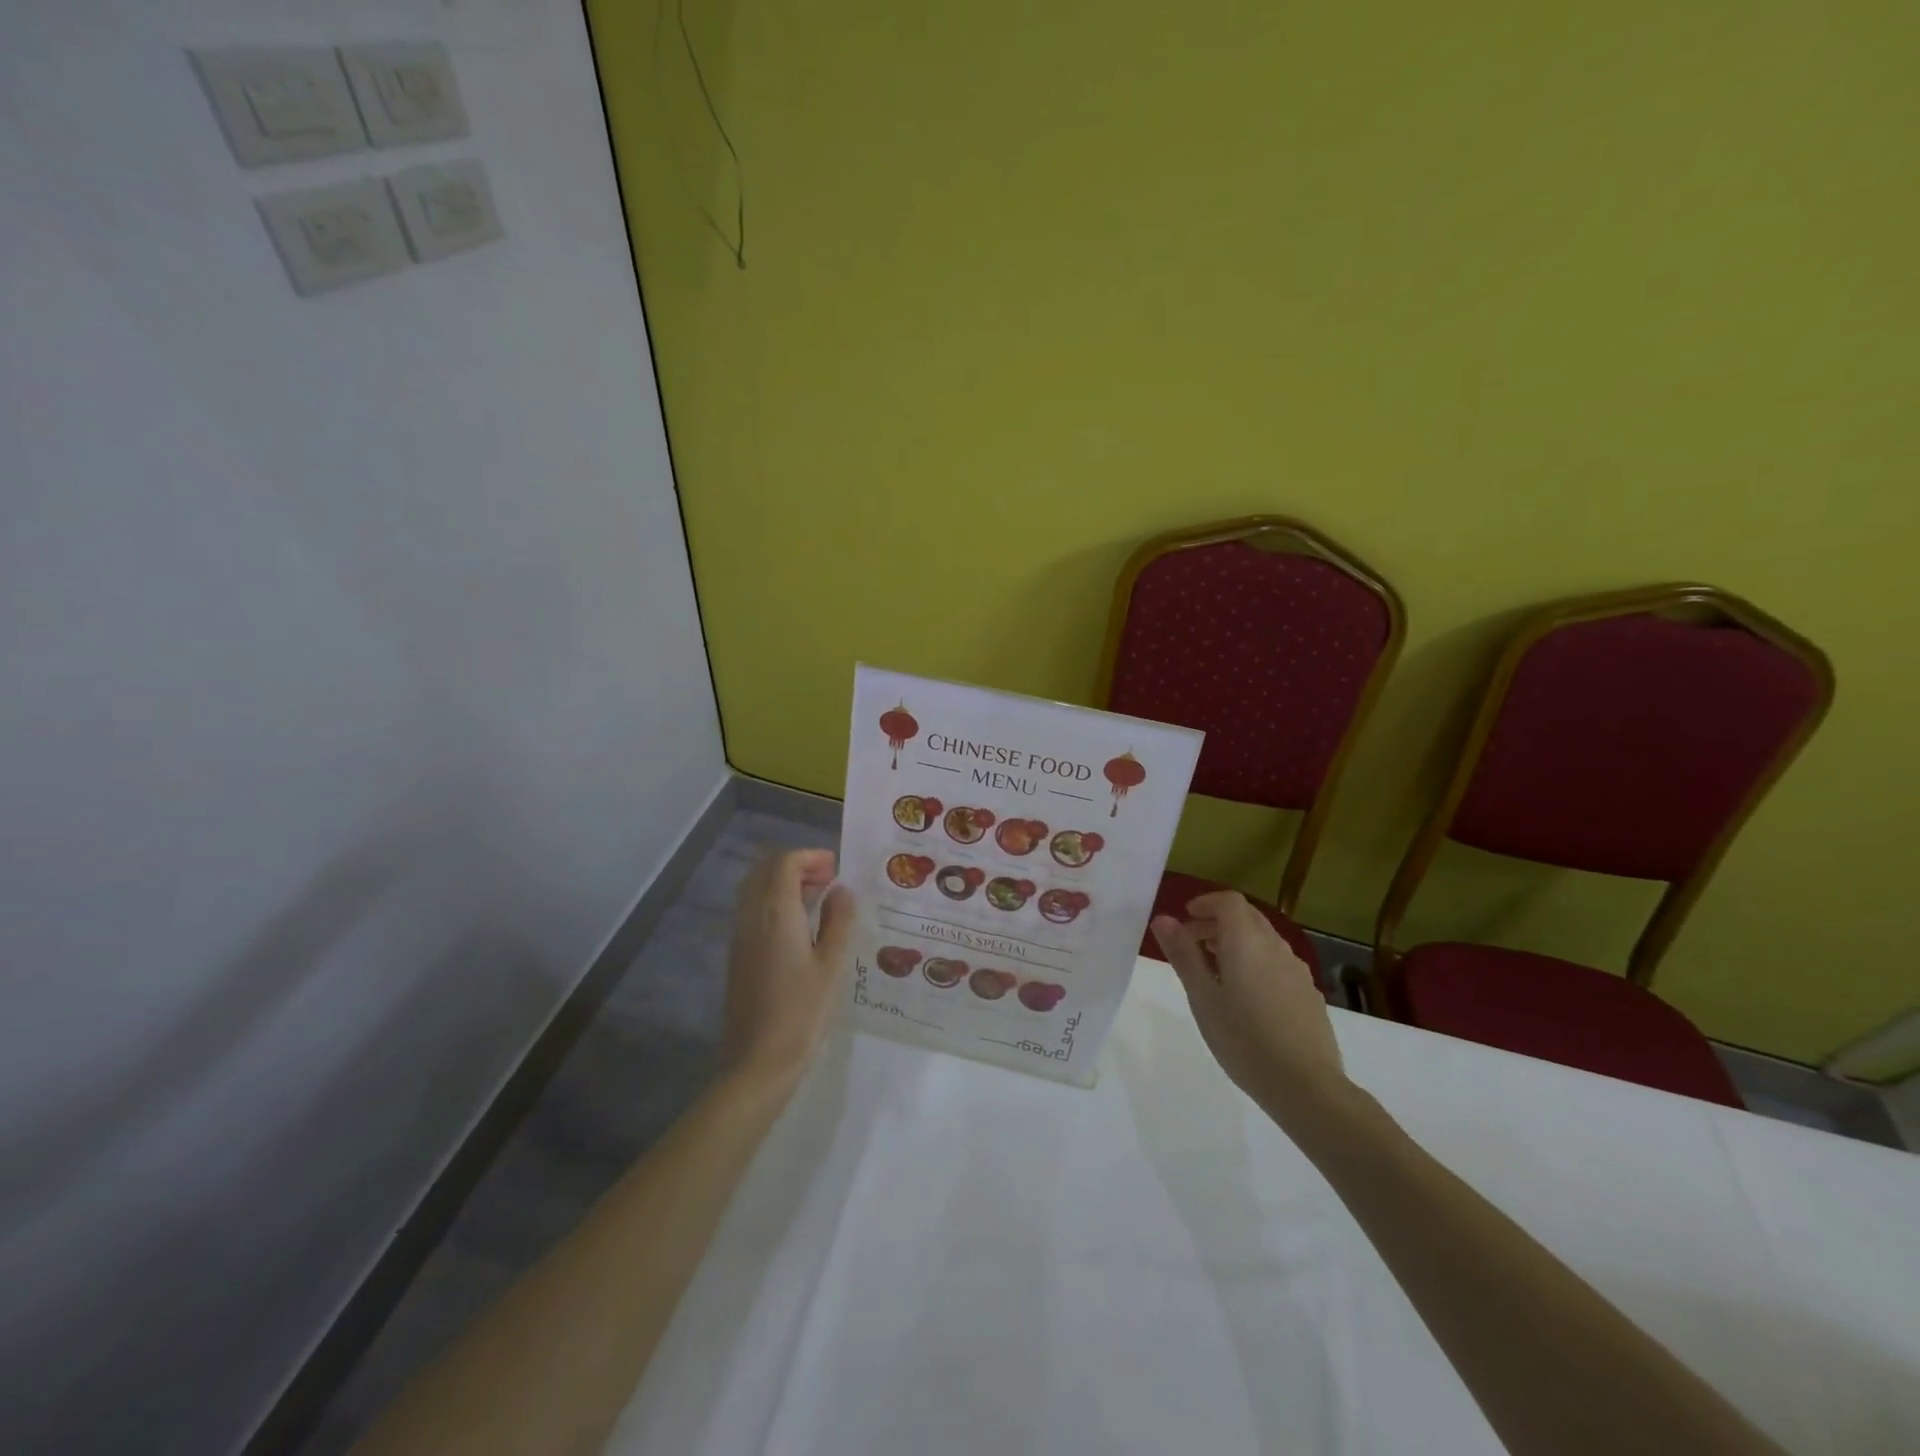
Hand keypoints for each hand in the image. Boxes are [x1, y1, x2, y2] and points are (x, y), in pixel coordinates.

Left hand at [723, 850, 854, 1094]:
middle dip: (796, 865)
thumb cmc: (802, 1012)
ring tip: (817, 899)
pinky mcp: (737, 954)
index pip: (785, 863)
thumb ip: (838, 921)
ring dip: (784, 883)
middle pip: (766, 870)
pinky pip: (752, 910)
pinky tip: (798, 925)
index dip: (811, 856)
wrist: (758, 1061)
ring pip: (756, 889)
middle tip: (828, 879)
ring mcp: (740, 936)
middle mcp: (751, 916)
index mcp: (775, 913)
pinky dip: (774, 902)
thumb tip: (841, 890)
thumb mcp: (832, 965)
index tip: (836, 868)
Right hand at [1151, 891, 1347, 1125]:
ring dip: (1237, 942)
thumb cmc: (1243, 1039)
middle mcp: (1275, 947)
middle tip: (1192, 943)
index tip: (1185, 919)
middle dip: (1218, 922)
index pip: (1228, 901)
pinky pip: (1277, 962)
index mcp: (1246, 941)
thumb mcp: (1202, 997)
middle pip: (1247, 917)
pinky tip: (1246, 997)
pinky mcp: (1308, 993)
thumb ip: (1183, 954)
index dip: (1206, 903)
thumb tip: (1163, 919)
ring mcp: (1296, 970)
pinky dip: (1256, 962)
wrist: (1306, 1086)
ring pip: (1263, 940)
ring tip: (1215, 971)